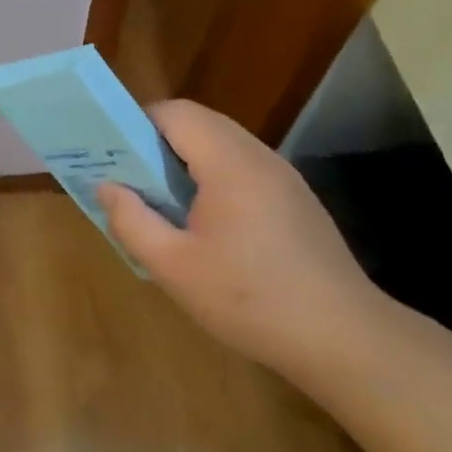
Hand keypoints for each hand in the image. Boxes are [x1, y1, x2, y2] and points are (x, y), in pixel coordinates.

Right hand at [96, 100, 385, 376]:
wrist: (344, 339)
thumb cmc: (250, 299)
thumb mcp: (174, 267)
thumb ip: (131, 221)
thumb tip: (107, 187)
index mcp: (229, 163)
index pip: (175, 113)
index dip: (138, 123)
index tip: (115, 155)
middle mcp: (259, 156)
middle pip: (200, 123)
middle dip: (158, 142)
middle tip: (132, 180)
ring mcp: (283, 177)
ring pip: (223, 145)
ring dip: (187, 161)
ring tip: (163, 202)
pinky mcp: (296, 199)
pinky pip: (243, 168)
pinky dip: (214, 177)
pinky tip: (207, 225)